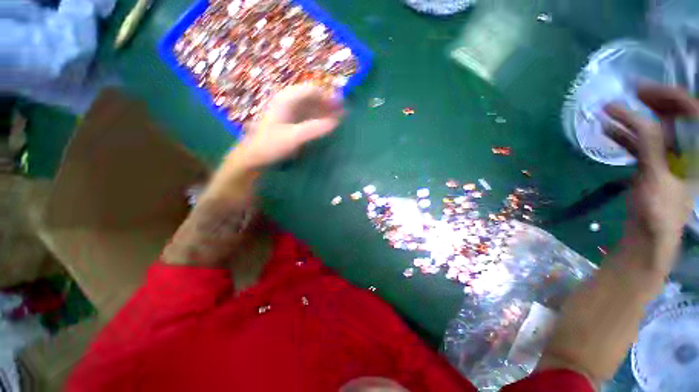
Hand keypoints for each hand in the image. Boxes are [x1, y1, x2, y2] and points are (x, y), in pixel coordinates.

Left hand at [234, 84, 343, 168]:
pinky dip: (317, 119)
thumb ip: (315, 129)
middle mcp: (288, 101)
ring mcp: (288, 111)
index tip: (341, 107)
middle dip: (328, 105)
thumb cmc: (271, 144)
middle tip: (342, 114)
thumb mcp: (294, 137)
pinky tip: (325, 125)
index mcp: (287, 99)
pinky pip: (307, 116)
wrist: (254, 156)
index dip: (328, 98)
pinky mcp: (289, 121)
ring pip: (310, 107)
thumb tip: (335, 123)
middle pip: (312, 98)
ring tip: (338, 120)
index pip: (312, 91)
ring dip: (324, 112)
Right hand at [604, 85, 694, 271]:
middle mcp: (686, 150)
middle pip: (674, 116)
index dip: (670, 96)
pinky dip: (625, 135)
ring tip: (610, 110)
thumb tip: (631, 114)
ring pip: (656, 128)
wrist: (648, 237)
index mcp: (695, 152)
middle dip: (653, 102)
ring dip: (634, 118)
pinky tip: (608, 131)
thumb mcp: (656, 177)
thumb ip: (649, 145)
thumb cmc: (658, 212)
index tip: (642, 90)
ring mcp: (669, 158)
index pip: (691, 112)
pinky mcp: (652, 165)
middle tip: (629, 93)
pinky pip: (641, 144)